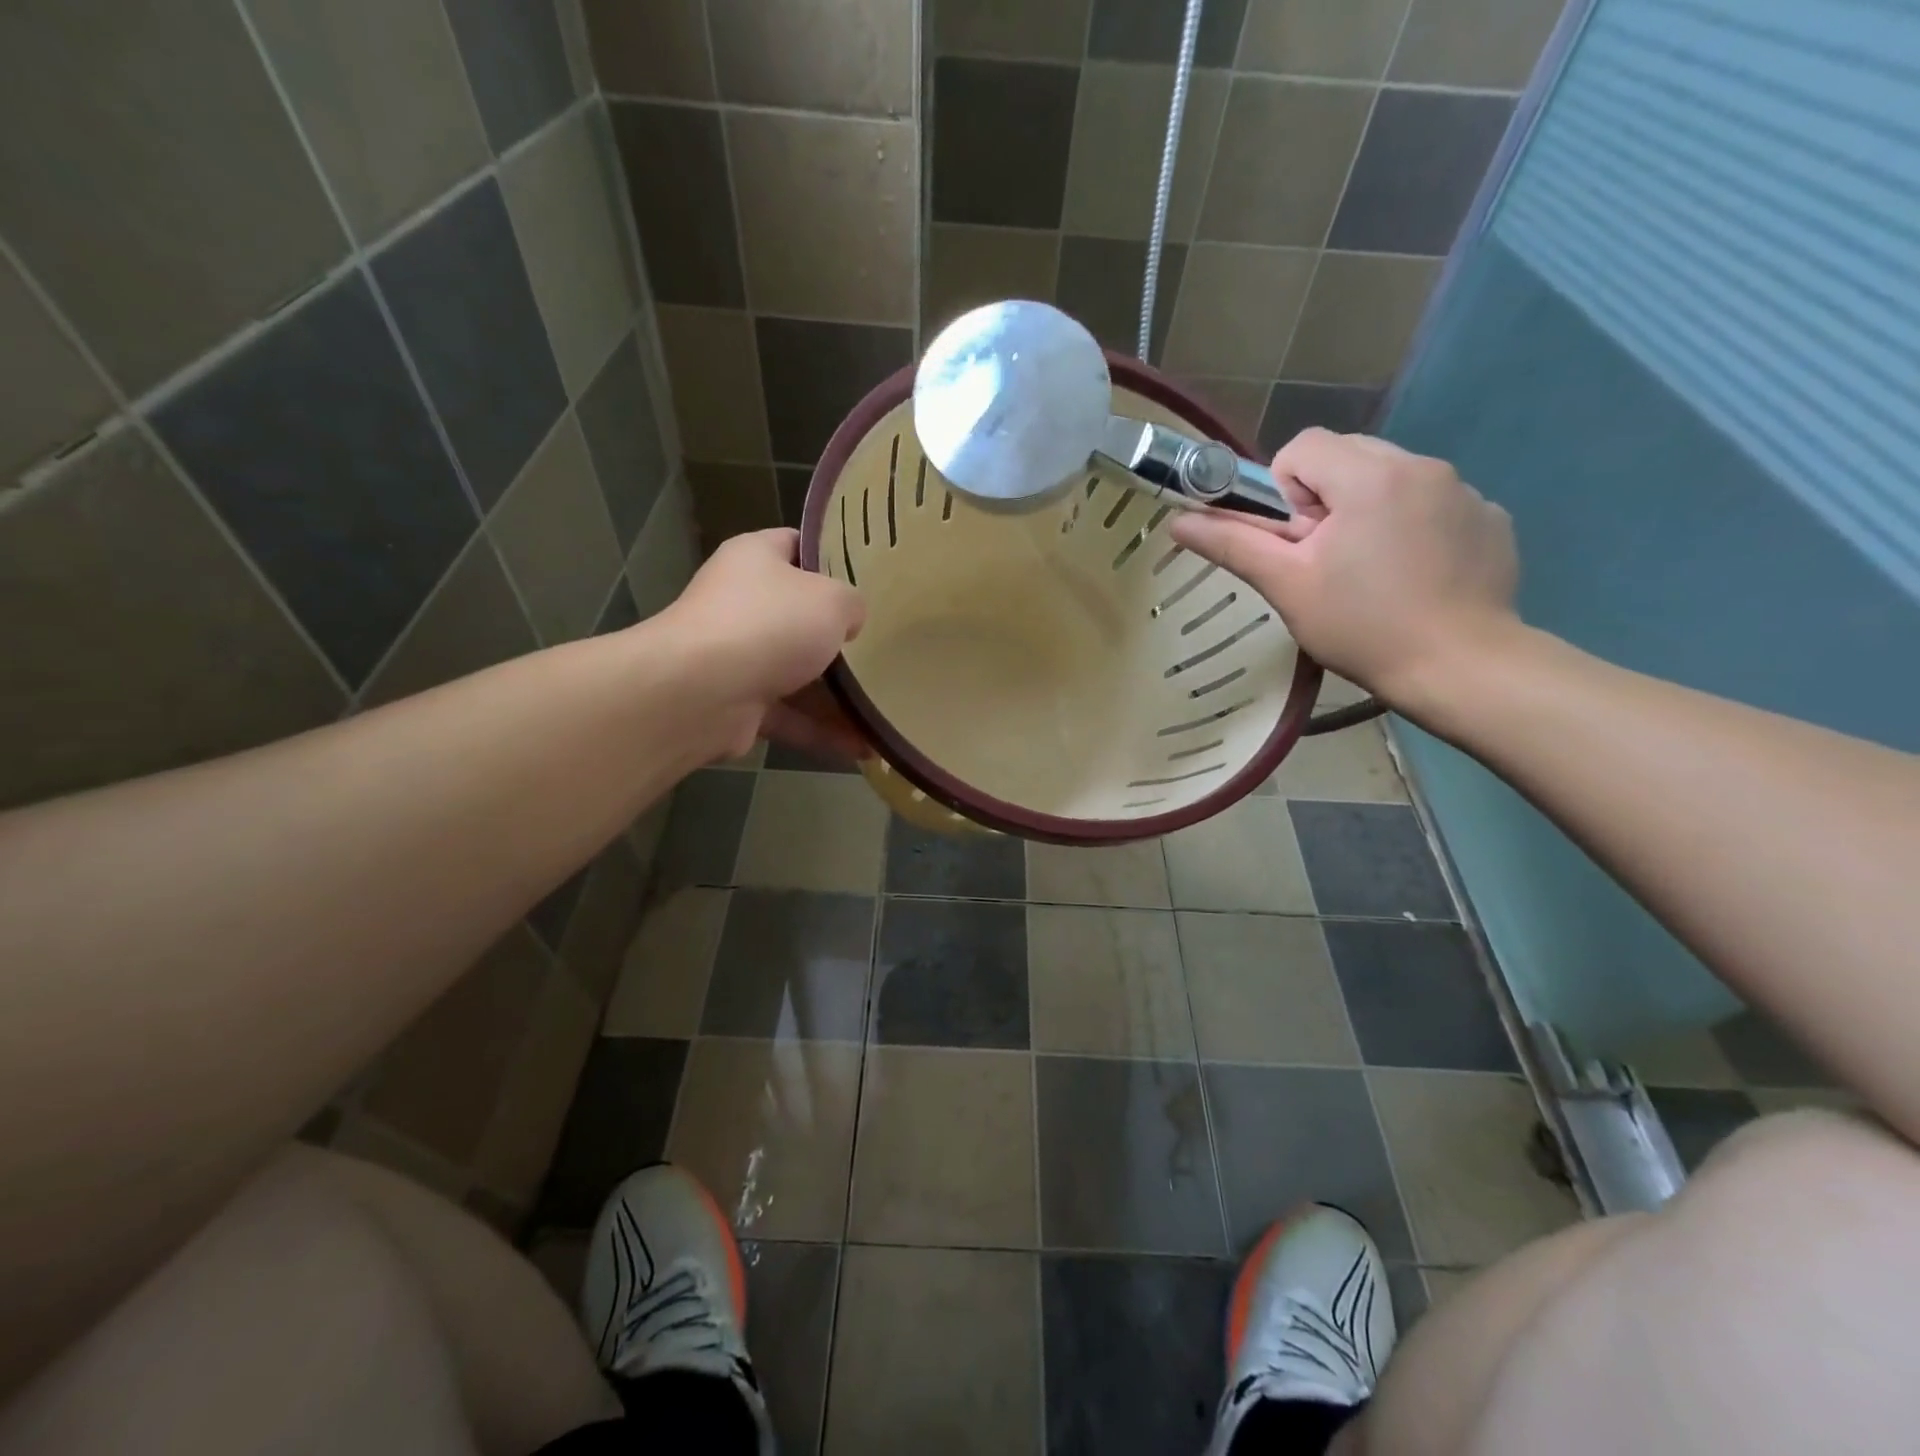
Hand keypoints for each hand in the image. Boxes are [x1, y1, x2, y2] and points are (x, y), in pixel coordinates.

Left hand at [660, 528, 865, 757]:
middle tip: (884, 644)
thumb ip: (851, 604)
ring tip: (882, 707)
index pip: (796, 544)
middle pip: (799, 615)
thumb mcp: (832, 600)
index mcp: (755, 559)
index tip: (871, 575)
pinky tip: (862, 747)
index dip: (832, 556)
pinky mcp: (738, 704)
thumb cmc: (770, 625)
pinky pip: (790, 716)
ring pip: (797, 673)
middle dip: (839, 634)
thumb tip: (848, 621)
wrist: (701, 692)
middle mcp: (741, 603)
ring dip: (837, 695)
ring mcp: (737, 656)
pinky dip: (822, 731)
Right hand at [1167, 430, 1518, 705]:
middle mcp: (1422, 466)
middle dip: (1326, 498)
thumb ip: (1233, 544)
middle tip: (1327, 559)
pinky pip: (1434, 503)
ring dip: (1369, 510)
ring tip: (1372, 572)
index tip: (1297, 540)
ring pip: (1392, 478)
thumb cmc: (1362, 626)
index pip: (1305, 446)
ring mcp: (1465, 492)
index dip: (1285, 490)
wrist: (1460, 667)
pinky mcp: (1490, 519)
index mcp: (1369, 476)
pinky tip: (1414, 577)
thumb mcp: (1287, 586)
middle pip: (1349, 456)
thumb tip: (1179, 522)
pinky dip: (1414, 527)